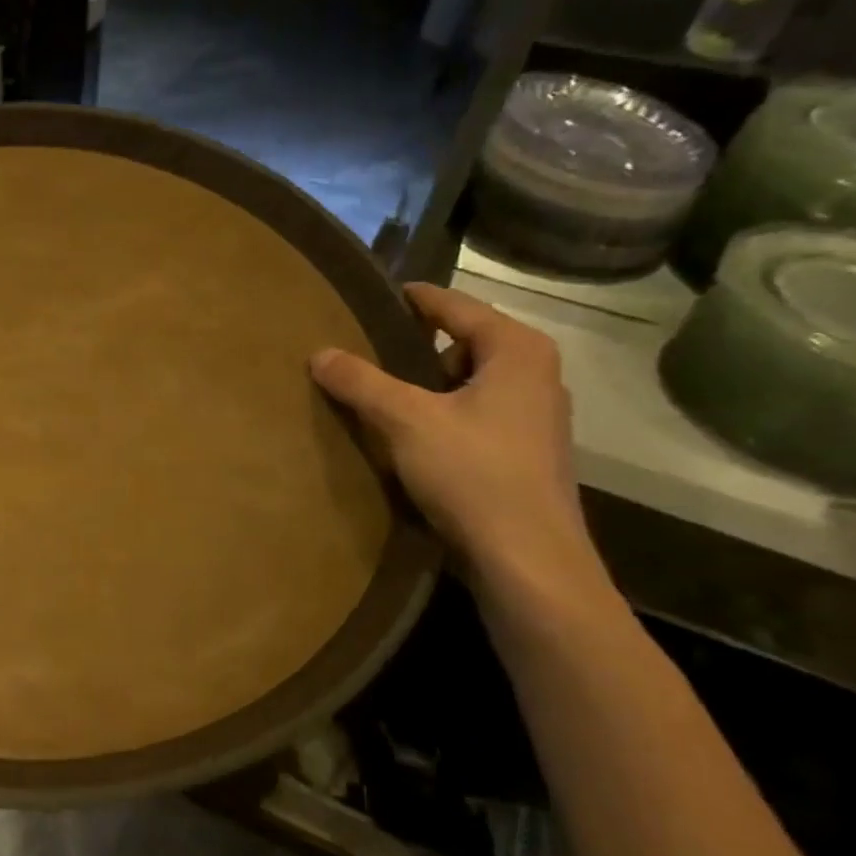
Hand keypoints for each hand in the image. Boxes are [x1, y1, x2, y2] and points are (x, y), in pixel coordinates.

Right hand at [310, 284, 594, 585]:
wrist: (527, 561)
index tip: (379, 295)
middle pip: (465, 343)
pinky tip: (411, 437)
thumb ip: (361, 382)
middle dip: (417, 346)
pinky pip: (475, 415)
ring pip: (469, 383)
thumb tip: (319, 352)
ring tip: (381, 394)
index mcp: (517, 351)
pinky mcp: (526, 454)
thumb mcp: (406, 421)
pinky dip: (442, 415)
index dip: (415, 300)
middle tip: (368, 348)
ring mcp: (536, 418)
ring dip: (428, 385)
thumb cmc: (473, 474)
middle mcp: (535, 375)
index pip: (456, 307)